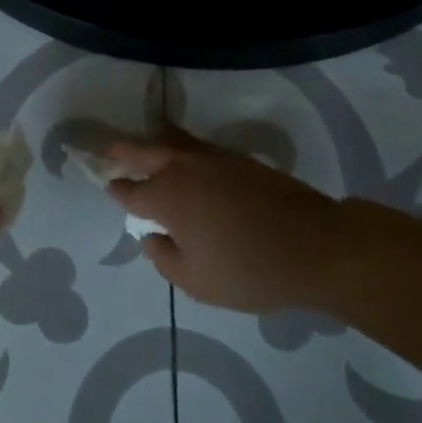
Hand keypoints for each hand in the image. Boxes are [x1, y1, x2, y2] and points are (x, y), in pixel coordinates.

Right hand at [103, 129, 353, 312]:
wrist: (315, 245)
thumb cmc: (250, 270)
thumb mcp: (196, 282)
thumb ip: (164, 258)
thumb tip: (152, 237)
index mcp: (168, 197)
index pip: (131, 190)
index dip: (116, 189)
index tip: (106, 185)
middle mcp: (185, 168)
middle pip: (144, 150)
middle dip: (122, 150)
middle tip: (106, 151)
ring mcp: (214, 158)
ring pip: (173, 140)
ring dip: (152, 142)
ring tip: (142, 147)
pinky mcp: (240, 159)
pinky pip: (198, 146)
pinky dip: (181, 148)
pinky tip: (184, 160)